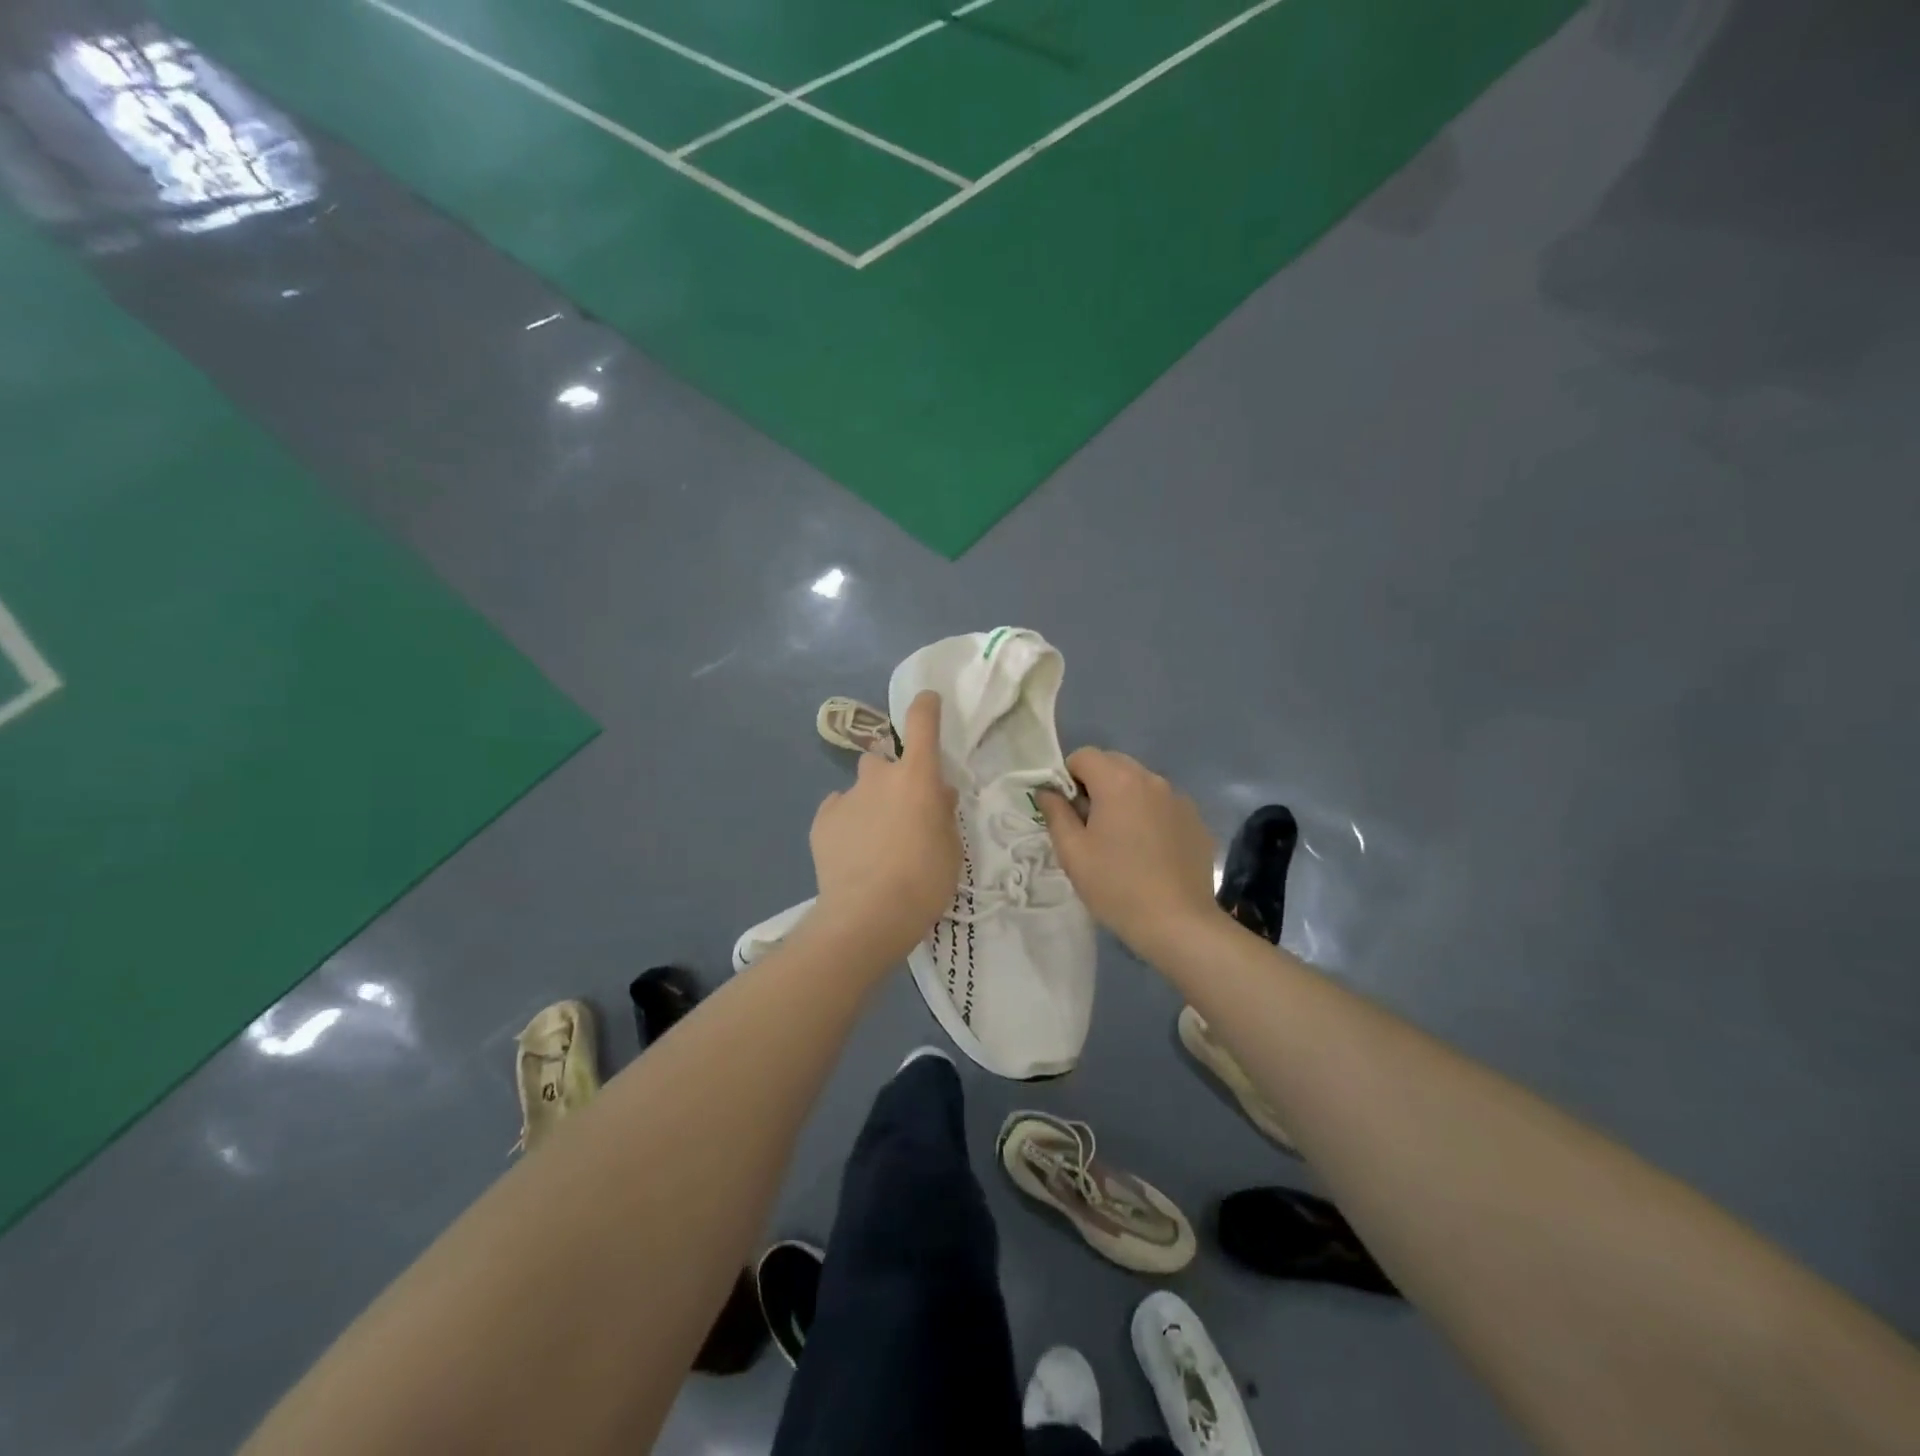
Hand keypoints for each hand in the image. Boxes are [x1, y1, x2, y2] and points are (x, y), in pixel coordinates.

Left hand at [807, 691, 960, 962]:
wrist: (868, 915)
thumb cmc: (924, 880)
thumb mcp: (951, 848)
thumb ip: (943, 813)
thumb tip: (938, 794)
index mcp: (916, 777)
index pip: (921, 723)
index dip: (925, 706)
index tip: (928, 700)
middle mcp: (878, 777)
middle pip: (883, 760)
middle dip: (891, 777)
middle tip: (901, 810)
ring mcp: (846, 797)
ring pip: (860, 788)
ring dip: (869, 802)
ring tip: (874, 838)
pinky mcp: (822, 821)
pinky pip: (838, 810)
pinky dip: (846, 822)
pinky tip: (852, 852)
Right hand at [1038, 748, 1222, 957]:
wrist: (1178, 922)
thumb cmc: (1116, 886)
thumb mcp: (1072, 852)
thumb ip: (1055, 813)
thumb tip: (1047, 791)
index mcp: (1118, 782)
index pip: (1084, 756)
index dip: (1068, 778)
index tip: (1068, 812)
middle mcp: (1151, 779)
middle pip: (1114, 764)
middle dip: (1096, 784)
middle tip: (1090, 826)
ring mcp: (1178, 799)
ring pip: (1140, 783)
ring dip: (1124, 799)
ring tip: (1121, 841)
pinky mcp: (1195, 820)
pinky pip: (1162, 804)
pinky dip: (1149, 815)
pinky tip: (1148, 852)